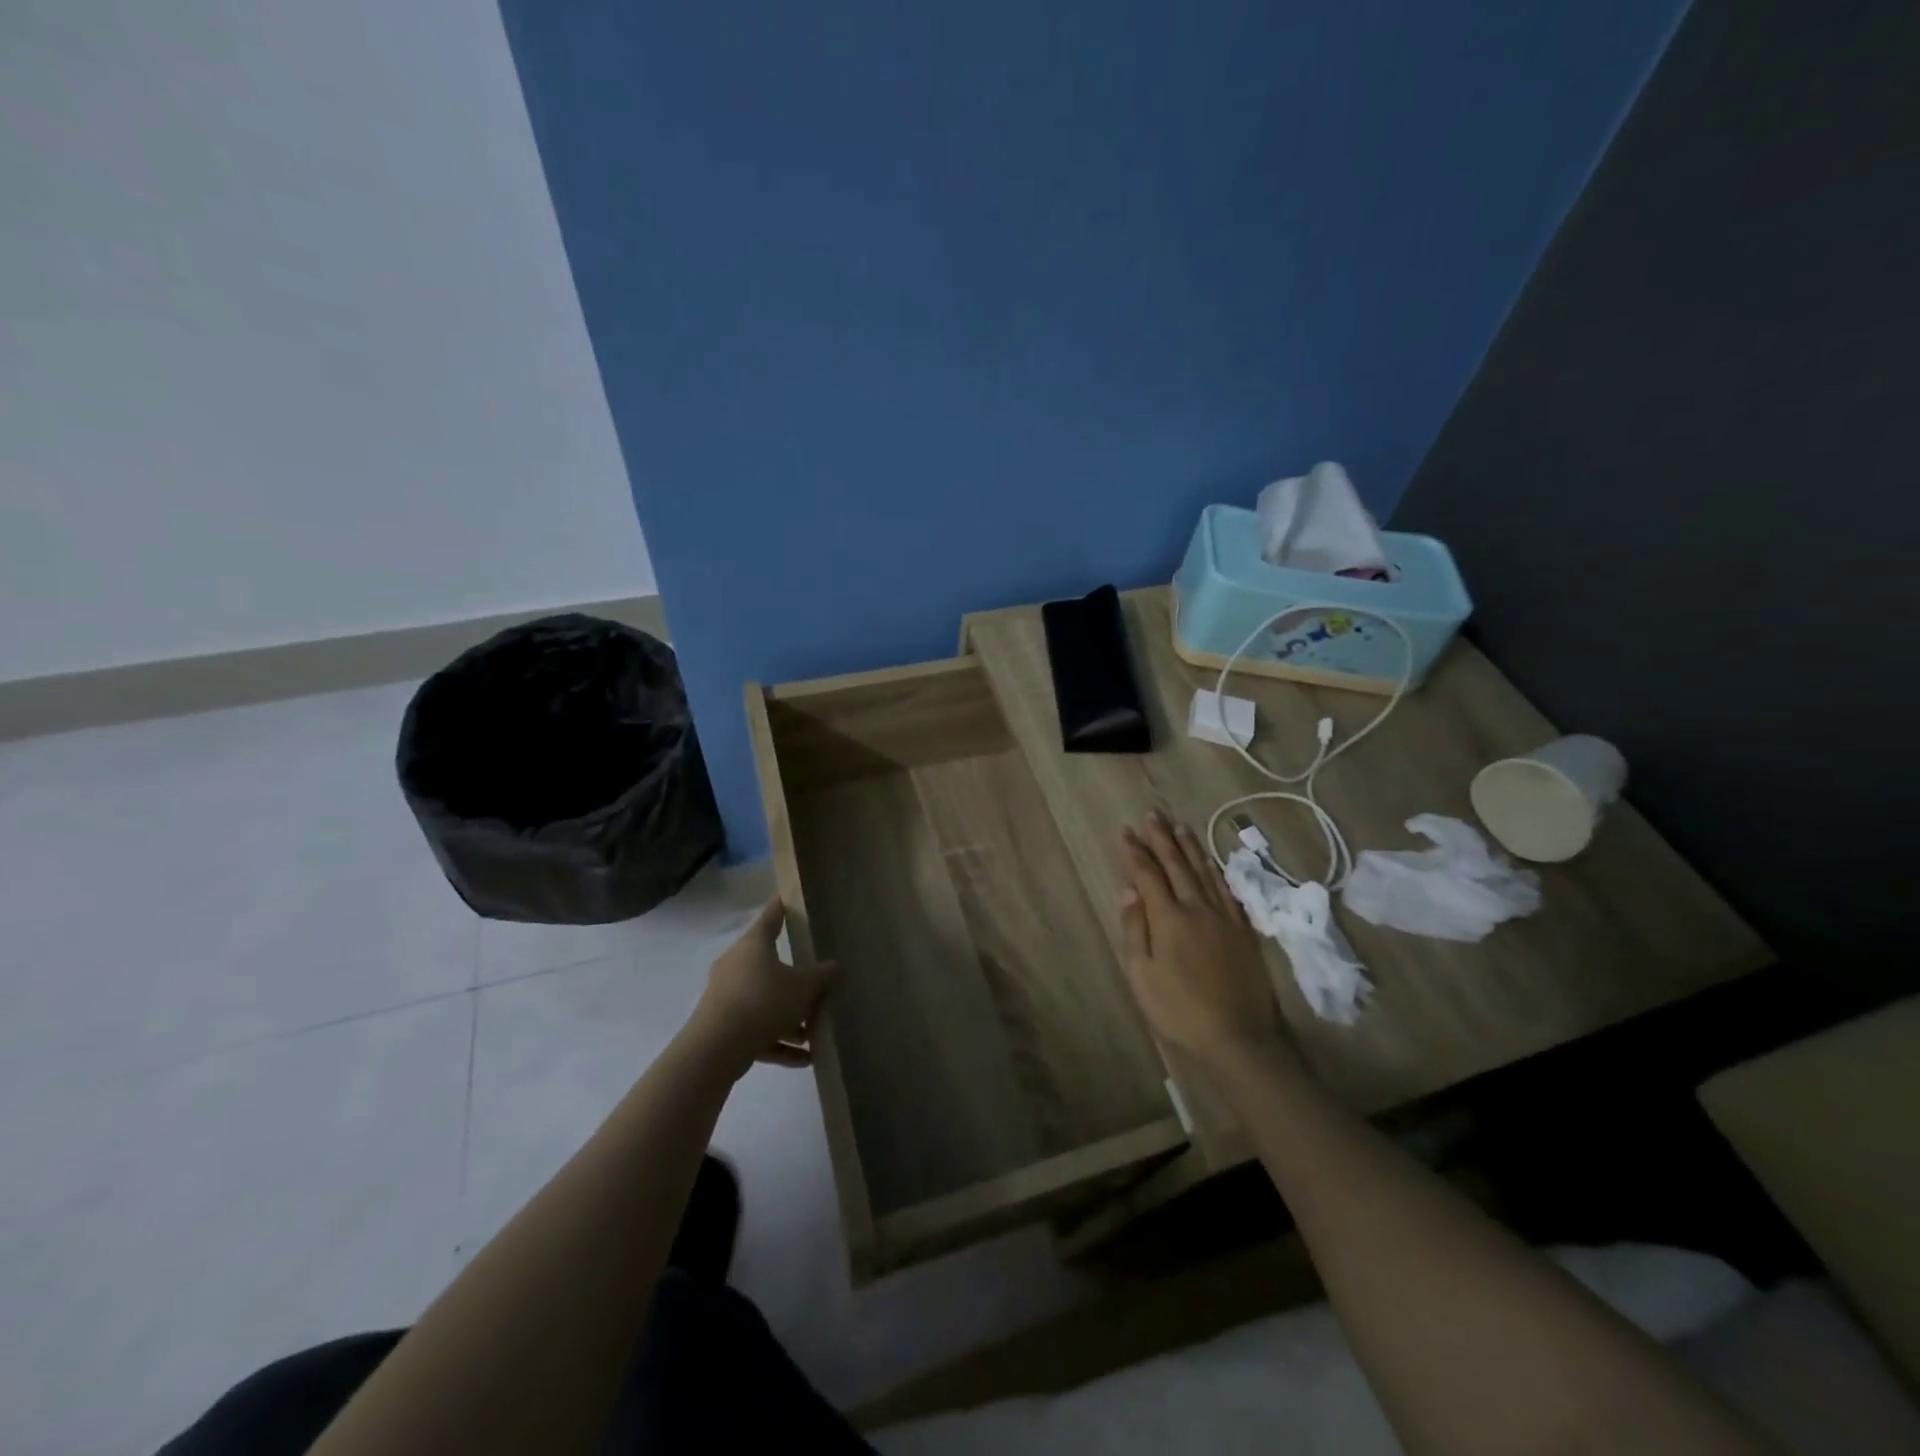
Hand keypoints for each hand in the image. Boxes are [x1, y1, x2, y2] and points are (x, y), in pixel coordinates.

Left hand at [689, 898, 836, 1075]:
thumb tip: (833, 966)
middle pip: (769, 965)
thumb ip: (820, 976)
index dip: (781, 907)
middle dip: (793, 979)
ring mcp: (726, 996)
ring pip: (764, 1001)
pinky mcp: (722, 1027)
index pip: (771, 917)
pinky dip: (777, 1042)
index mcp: (754, 945)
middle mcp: (736, 965)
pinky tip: (804, 1059)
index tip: (788, 898)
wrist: (717, 1048)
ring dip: (788, 1017)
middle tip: (816, 983)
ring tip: (814, 1033)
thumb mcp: (803, 987)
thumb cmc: (763, 1001)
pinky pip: (756, 1030)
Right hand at [1118, 813, 1287, 1070]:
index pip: (1149, 874)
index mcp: (1169, 918)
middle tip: (1152, 815)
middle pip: (1177, 864)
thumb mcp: (1143, 975)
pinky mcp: (1243, 929)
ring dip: (1190, 847)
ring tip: (1180, 826)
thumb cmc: (1180, 1009)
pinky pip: (1227, 889)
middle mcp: (1197, 907)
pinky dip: (1216, 870)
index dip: (1136, 851)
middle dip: (1162, 838)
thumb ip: (1136, 929)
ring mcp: (1224, 916)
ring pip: (1204, 871)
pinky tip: (1211, 862)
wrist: (1239, 1036)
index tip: (1126, 832)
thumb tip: (1128, 889)